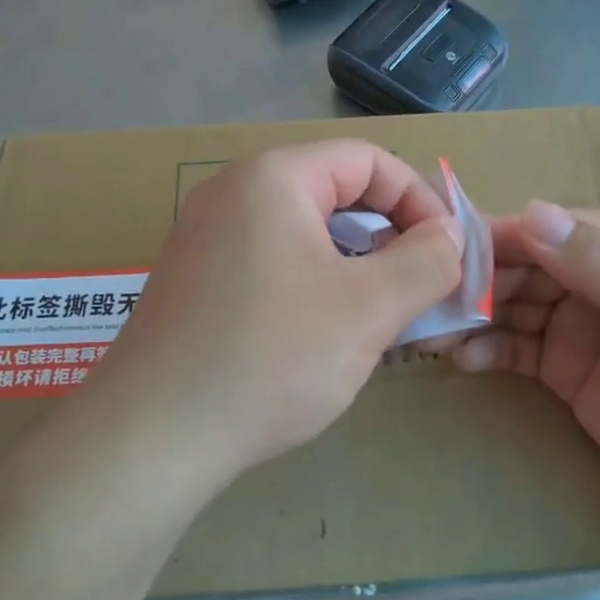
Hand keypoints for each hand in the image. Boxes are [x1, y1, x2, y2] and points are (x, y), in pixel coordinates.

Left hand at [83, 141, 463, 478]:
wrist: (150, 439)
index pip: (368, 160)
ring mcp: (208, 236)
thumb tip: (448, 236)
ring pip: (307, 232)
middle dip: (390, 236)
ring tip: (380, 317)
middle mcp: (234, 193)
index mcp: (273, 178)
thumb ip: (426, 262)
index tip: (446, 254)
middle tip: (419, 288)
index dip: (419, 199)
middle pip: (336, 192)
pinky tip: (326, 335)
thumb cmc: (269, 359)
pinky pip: (274, 261)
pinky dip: (316, 284)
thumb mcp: (368, 309)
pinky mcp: (197, 279)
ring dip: (356, 265)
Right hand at [450, 203, 599, 511]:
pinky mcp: (566, 367)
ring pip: (515, 304)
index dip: (505, 234)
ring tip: (432, 328)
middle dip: (481, 278)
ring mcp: (581, 322)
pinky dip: (488, 349)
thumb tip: (531, 211)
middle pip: (529, 264)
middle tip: (430, 296)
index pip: (559, 227)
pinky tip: (461, 359)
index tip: (450, 247)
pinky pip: (516, 348)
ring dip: (475, 313)